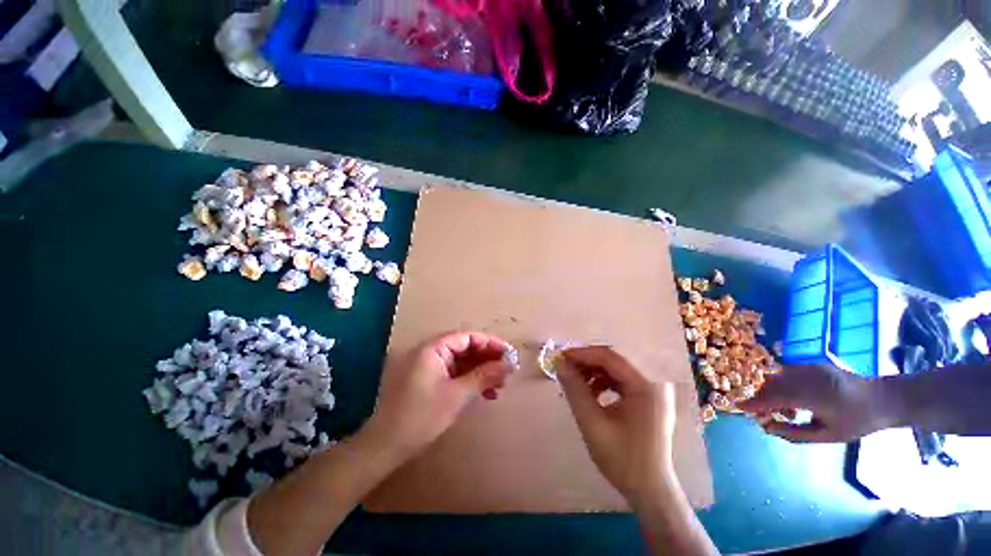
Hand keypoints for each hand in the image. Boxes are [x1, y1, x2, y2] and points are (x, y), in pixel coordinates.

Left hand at [365, 332, 514, 457]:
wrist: (384, 447)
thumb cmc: (421, 417)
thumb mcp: (457, 395)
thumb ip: (484, 376)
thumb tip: (509, 364)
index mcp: (432, 348)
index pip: (467, 337)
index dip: (490, 344)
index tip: (509, 354)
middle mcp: (429, 351)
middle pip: (464, 347)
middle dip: (487, 359)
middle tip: (506, 372)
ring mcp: (426, 365)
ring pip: (460, 361)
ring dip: (480, 371)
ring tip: (499, 385)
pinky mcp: (426, 379)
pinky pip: (452, 372)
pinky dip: (468, 380)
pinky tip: (483, 393)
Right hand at [557, 346, 676, 503]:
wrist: (650, 491)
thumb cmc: (623, 460)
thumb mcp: (592, 424)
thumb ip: (575, 390)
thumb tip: (560, 364)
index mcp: (647, 386)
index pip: (610, 357)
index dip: (583, 354)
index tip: (561, 357)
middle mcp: (654, 382)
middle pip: (614, 360)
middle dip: (587, 362)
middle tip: (566, 368)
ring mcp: (653, 389)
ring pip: (616, 368)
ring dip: (593, 371)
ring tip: (576, 382)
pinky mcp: (648, 397)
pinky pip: (621, 379)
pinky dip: (603, 381)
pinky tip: (591, 393)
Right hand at [738, 364, 888, 442]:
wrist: (884, 399)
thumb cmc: (857, 422)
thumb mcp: (827, 435)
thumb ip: (794, 432)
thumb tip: (767, 427)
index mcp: (815, 396)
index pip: (776, 397)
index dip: (755, 402)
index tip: (738, 406)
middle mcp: (809, 377)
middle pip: (772, 383)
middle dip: (760, 396)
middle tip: (760, 412)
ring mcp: (810, 367)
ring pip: (776, 376)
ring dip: (770, 391)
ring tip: (783, 410)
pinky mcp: (811, 364)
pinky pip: (786, 372)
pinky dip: (781, 385)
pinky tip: (793, 400)